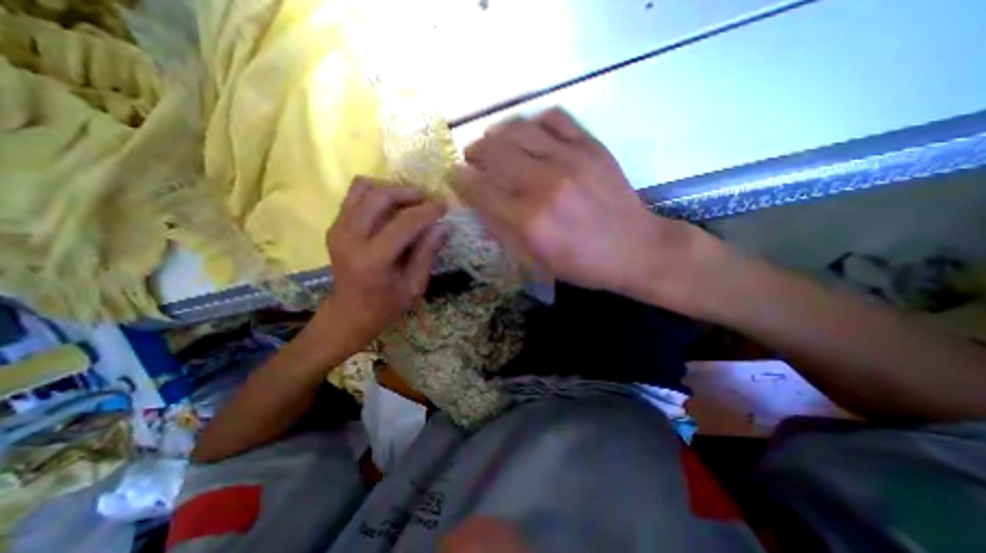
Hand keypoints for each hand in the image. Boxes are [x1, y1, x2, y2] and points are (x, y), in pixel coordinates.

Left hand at [316, 176, 447, 354]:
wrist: (349, 313)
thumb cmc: (386, 305)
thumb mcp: (415, 285)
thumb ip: (427, 253)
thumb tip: (444, 226)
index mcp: (374, 259)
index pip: (405, 222)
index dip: (428, 211)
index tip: (444, 206)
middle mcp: (351, 237)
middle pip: (381, 196)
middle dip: (410, 193)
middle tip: (428, 200)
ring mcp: (338, 228)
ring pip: (365, 188)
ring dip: (392, 190)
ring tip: (411, 202)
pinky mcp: (334, 225)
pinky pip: (355, 195)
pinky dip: (376, 193)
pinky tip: (391, 208)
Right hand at [450, 107, 704, 306]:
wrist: (635, 249)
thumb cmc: (583, 264)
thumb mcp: (537, 261)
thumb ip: (503, 231)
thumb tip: (478, 205)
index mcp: (529, 220)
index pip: (479, 188)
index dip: (459, 179)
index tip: (453, 176)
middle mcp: (544, 183)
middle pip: (493, 150)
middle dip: (474, 152)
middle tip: (473, 159)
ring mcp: (570, 159)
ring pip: (519, 127)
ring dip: (497, 133)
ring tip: (495, 143)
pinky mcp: (591, 146)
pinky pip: (554, 117)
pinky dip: (534, 122)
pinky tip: (531, 135)